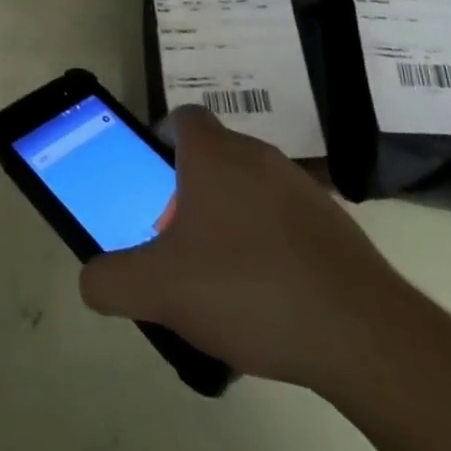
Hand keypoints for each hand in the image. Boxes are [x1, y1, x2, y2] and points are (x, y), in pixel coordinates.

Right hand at [79, 106, 411, 390]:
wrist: (361, 332)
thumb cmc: (247, 287)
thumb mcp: (160, 289)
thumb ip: (112, 280)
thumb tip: (90, 279)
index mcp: (214, 153)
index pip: (182, 118)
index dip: (162, 139)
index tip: (153, 178)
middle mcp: (257, 155)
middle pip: (214, 157)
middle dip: (191, 193)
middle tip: (180, 242)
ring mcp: (302, 187)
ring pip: (252, 190)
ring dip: (232, 220)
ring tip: (224, 279)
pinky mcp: (336, 225)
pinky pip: (287, 222)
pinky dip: (272, 246)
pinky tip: (270, 299)